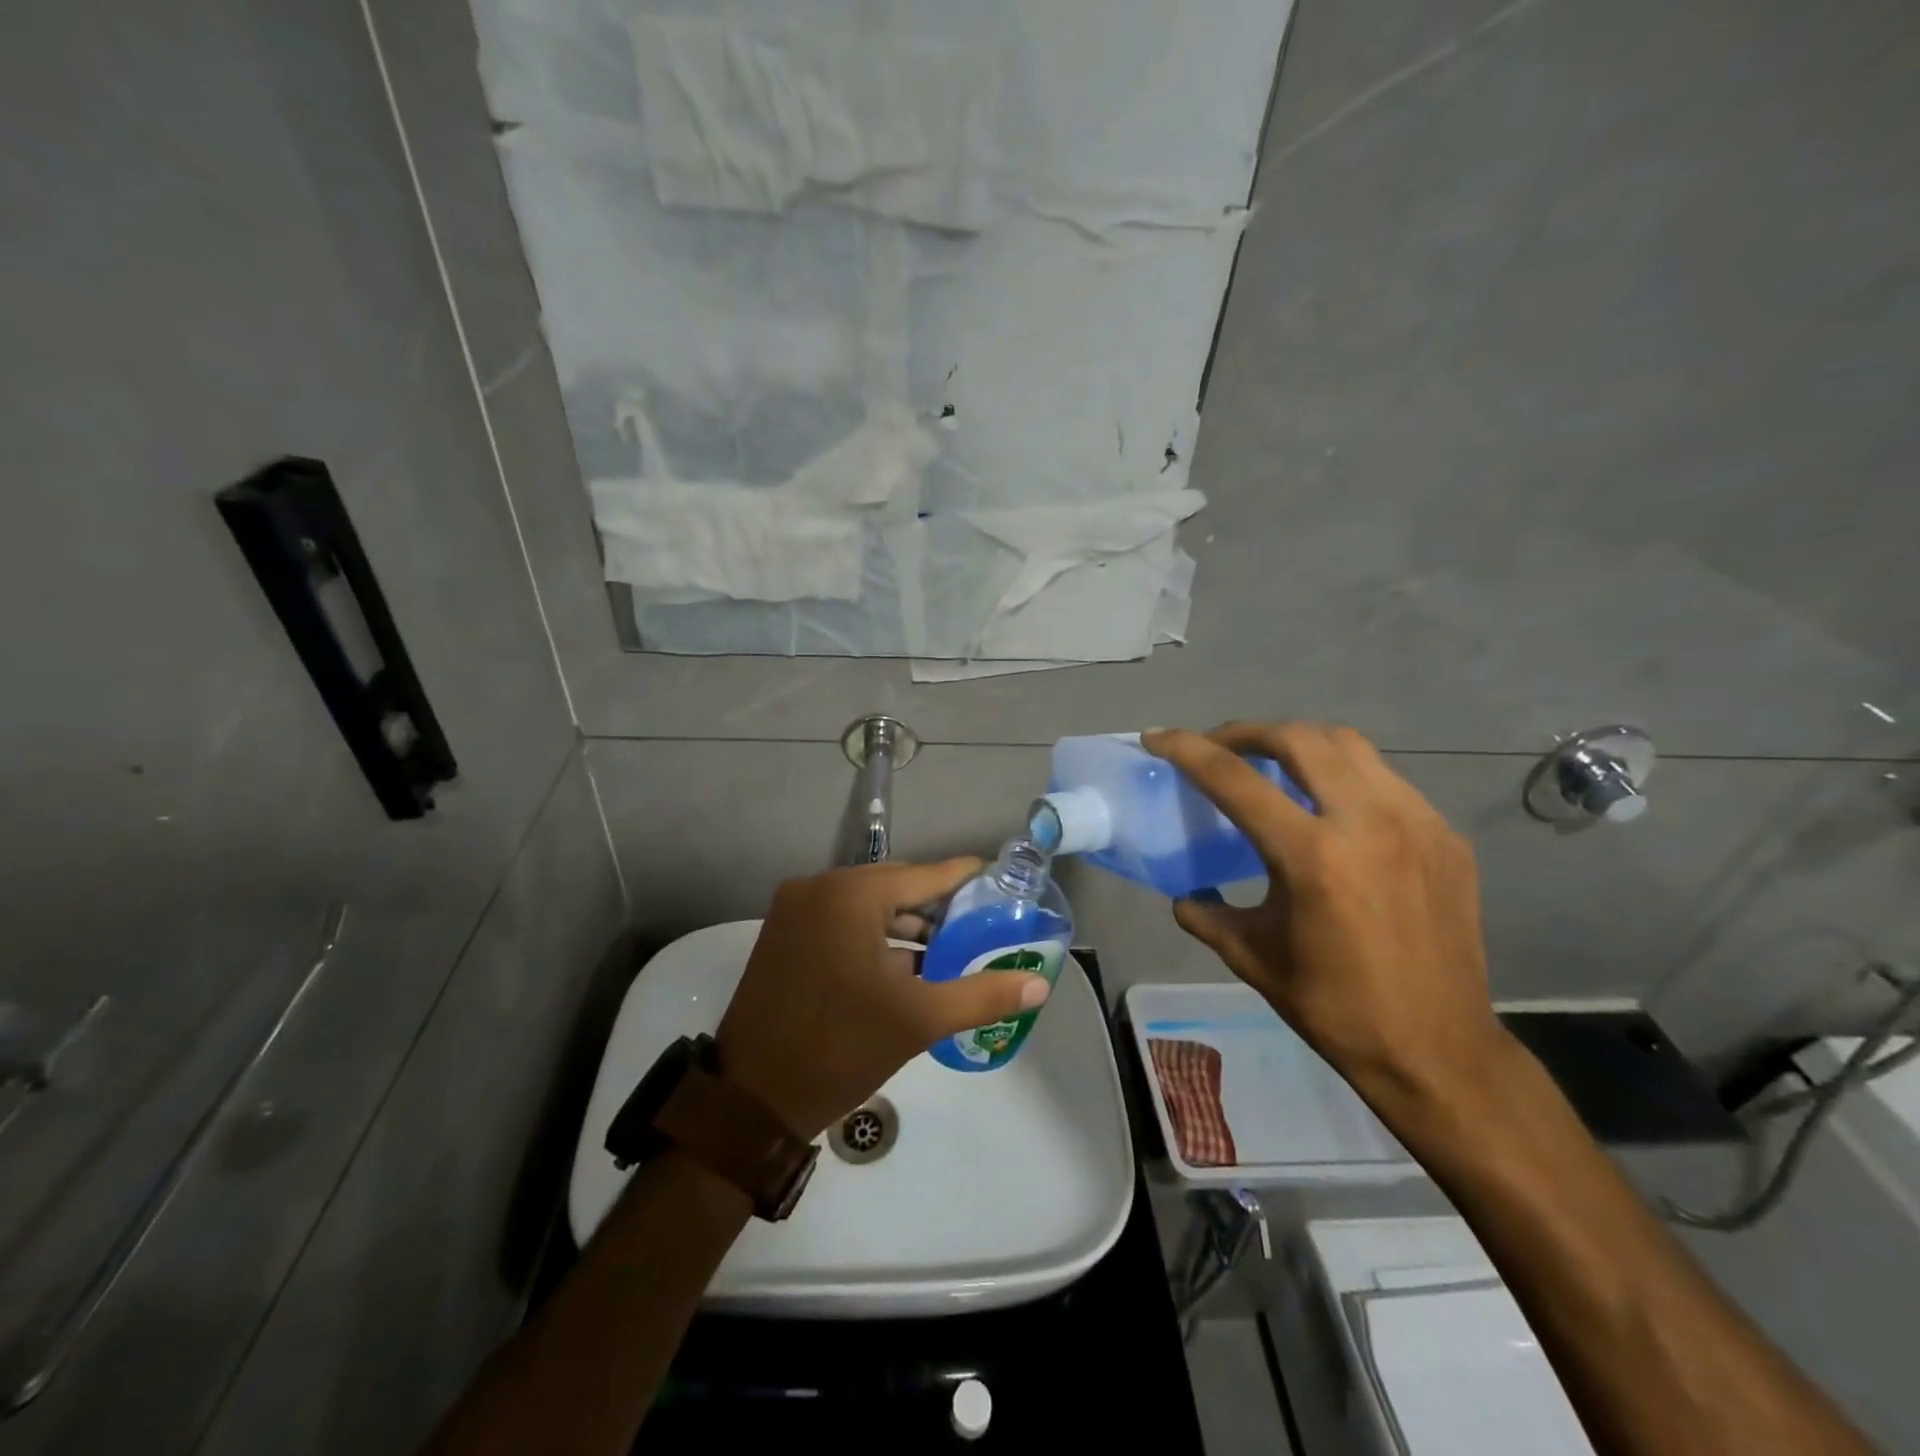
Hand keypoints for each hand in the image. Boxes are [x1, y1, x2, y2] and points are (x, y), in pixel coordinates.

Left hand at [716, 860, 1052, 1139]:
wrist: (750, 1101)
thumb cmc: (839, 1050)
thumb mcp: (918, 1020)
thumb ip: (982, 995)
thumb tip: (1039, 984)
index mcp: (850, 895)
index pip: (925, 875)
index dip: (966, 879)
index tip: (1002, 884)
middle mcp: (819, 888)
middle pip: (897, 886)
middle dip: (939, 908)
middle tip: (982, 928)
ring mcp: (796, 909)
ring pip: (869, 905)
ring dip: (907, 926)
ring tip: (952, 951)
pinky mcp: (785, 933)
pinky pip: (843, 921)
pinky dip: (875, 937)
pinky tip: (907, 965)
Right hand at [1143, 723, 1504, 1105]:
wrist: (1438, 1050)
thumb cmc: (1336, 1007)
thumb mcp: (1253, 958)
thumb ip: (1207, 914)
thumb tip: (1186, 895)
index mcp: (1312, 856)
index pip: (1235, 779)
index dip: (1188, 750)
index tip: (1158, 738)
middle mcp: (1368, 822)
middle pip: (1298, 738)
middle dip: (1247, 732)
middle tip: (1220, 748)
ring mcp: (1416, 823)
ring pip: (1349, 746)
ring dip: (1299, 744)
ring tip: (1272, 764)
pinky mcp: (1445, 836)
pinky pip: (1385, 780)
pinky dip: (1344, 776)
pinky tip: (1330, 808)